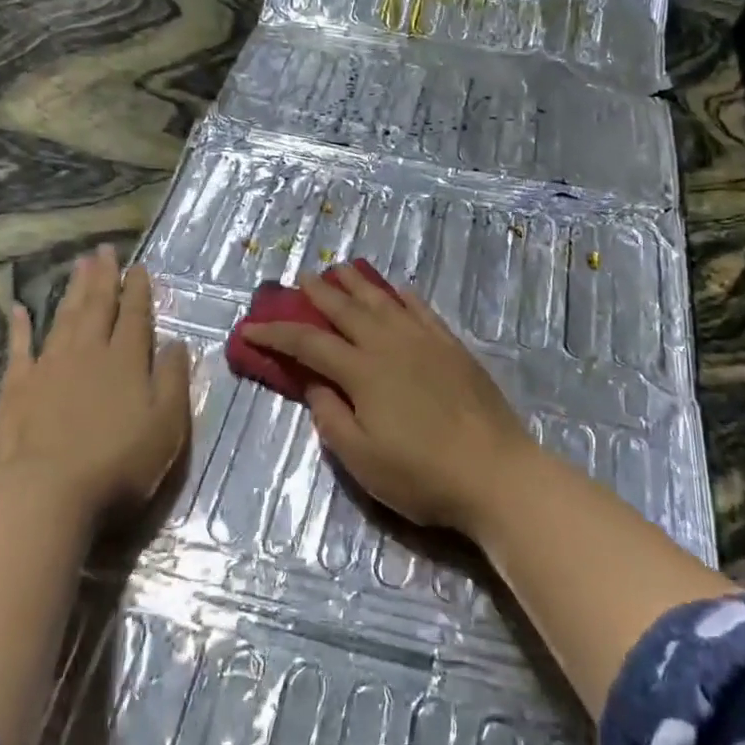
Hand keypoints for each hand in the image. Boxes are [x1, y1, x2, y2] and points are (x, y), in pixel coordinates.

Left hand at [0, 245, 190, 526]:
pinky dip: (20, 327)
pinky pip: (19, 348)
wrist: (47, 493)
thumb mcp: (167, 424)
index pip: (135, 316)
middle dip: (103, 277)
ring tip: (78, 264)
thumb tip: (178, 343)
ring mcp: (49, 367)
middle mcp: (88, 353)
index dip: (138, 290)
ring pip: (63, 318)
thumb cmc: (119, 463)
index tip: (139, 267)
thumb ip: (174, 379)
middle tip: (104, 249)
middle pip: (97, 307)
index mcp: (127, 360)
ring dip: (72, 290)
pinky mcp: (17, 388)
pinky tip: (20, 309)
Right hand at [245, 266, 532, 532]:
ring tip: (341, 269)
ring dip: (358, 283)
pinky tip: (398, 290)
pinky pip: (422, 310)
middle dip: (319, 292)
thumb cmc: (421, 474)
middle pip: (346, 310)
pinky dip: (404, 296)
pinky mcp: (452, 346)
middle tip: (301, 277)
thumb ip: (331, 417)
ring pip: (383, 301)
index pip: (308, 344)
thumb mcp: (362, 459)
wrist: (495, 471)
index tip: (250, 328)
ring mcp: (424, 341)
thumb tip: (315, 382)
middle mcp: (389, 344)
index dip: (276, 334)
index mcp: (362, 371)